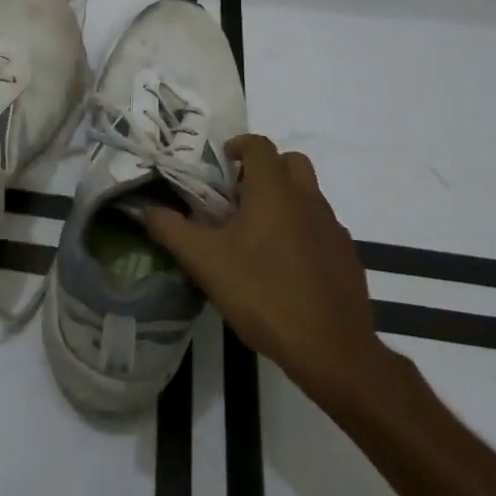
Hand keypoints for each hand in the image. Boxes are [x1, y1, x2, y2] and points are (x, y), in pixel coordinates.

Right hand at [143, 135, 390, 400]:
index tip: (221, 165)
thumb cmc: (263, 294)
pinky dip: (301, 230)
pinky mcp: (347, 256)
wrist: (332, 350)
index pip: (259, 145)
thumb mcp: (205, 262)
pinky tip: (284, 267)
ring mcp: (332, 228)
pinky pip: (320, 227)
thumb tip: (148, 210)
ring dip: (283, 200)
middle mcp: (308, 199)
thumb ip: (171, 230)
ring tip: (256, 236)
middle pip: (290, 162)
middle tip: (238, 197)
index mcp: (274, 191)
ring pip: (307, 195)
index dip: (238, 146)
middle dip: (264, 170)